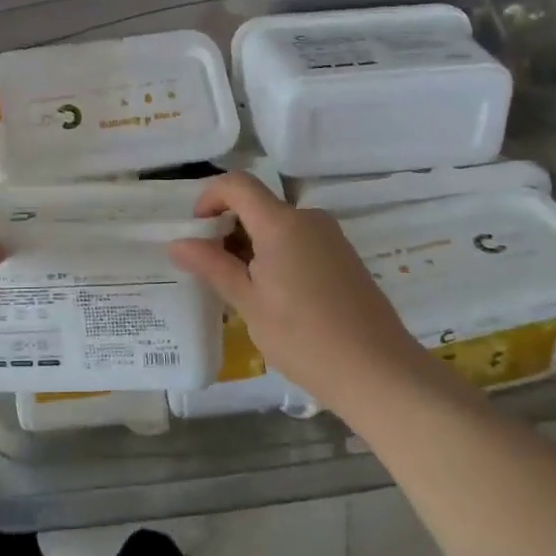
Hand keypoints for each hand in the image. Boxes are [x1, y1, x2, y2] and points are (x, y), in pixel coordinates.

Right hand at [167, 173, 447, 413]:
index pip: (236, 184)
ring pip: (277, 225)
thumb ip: (212, 266)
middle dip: (227, 228)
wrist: (379, 372)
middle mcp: (308, 218)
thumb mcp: (249, 303)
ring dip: (250, 245)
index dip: (209, 198)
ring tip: (241, 290)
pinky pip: (298, 240)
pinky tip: (274, 296)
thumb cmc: (304, 338)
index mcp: (282, 223)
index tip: (196, 233)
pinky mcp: (343, 256)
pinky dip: (275, 254)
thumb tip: (176, 243)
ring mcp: (331, 237)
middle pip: (257, 204)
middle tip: (212, 270)